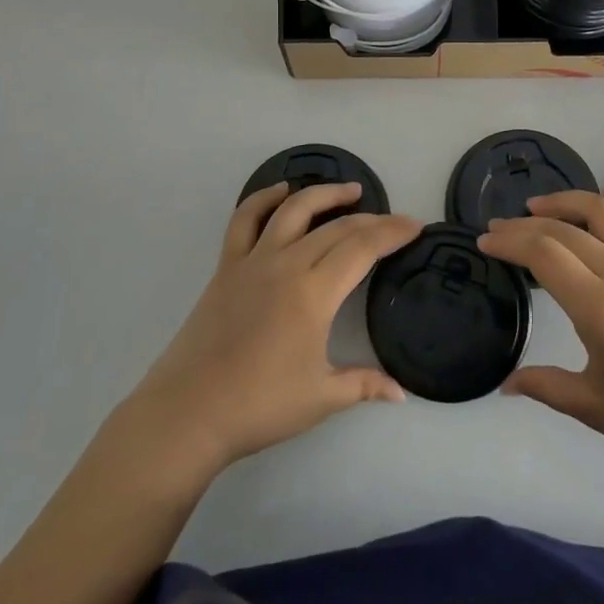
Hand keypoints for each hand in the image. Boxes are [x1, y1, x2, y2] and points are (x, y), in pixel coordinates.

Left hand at [119, 182, 420, 479]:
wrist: (188, 413)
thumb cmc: (259, 406)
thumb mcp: (321, 398)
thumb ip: (364, 384)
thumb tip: (401, 394)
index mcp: (314, 293)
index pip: (362, 248)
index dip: (392, 233)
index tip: (415, 226)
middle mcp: (287, 264)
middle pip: (336, 228)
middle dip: (371, 220)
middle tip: (393, 222)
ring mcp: (253, 261)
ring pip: (294, 211)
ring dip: (324, 194)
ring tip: (349, 190)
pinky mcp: (226, 267)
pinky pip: (245, 220)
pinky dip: (263, 199)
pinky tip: (281, 191)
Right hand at [478, 191, 603, 478]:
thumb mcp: (597, 407)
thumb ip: (547, 387)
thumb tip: (506, 385)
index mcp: (600, 308)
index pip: (544, 254)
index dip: (509, 242)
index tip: (485, 241)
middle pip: (564, 230)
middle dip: (523, 225)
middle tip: (497, 228)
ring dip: (566, 201)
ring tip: (538, 206)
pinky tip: (598, 214)